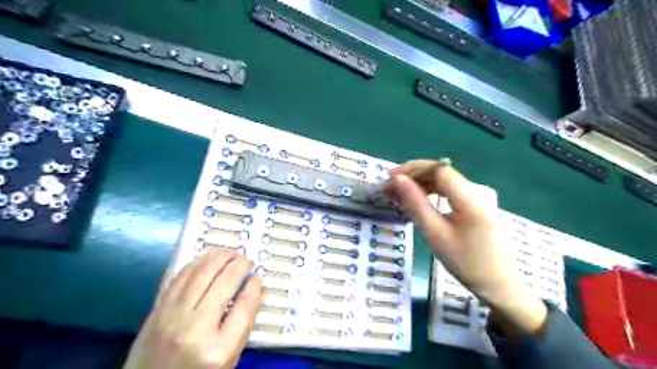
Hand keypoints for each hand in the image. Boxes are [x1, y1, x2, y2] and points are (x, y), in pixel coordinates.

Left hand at [122, 248, 262, 368]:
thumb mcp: (227, 359)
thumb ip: (242, 325)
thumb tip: (253, 289)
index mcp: (219, 350)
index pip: (244, 306)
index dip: (254, 286)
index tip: (258, 276)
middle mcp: (196, 329)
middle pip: (224, 283)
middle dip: (239, 264)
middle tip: (247, 259)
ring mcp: (172, 318)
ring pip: (201, 273)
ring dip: (219, 256)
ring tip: (230, 253)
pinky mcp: (156, 311)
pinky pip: (179, 277)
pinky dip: (197, 263)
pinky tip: (207, 260)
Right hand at [386, 161, 546, 337]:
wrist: (497, 281)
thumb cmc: (464, 262)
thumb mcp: (435, 233)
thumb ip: (415, 203)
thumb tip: (398, 180)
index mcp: (471, 197)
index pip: (437, 169)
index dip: (412, 169)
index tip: (390, 178)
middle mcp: (478, 189)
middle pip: (440, 173)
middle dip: (413, 177)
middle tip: (390, 189)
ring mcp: (480, 193)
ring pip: (444, 180)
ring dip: (420, 183)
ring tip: (400, 194)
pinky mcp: (479, 200)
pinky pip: (451, 189)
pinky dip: (432, 191)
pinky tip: (418, 198)